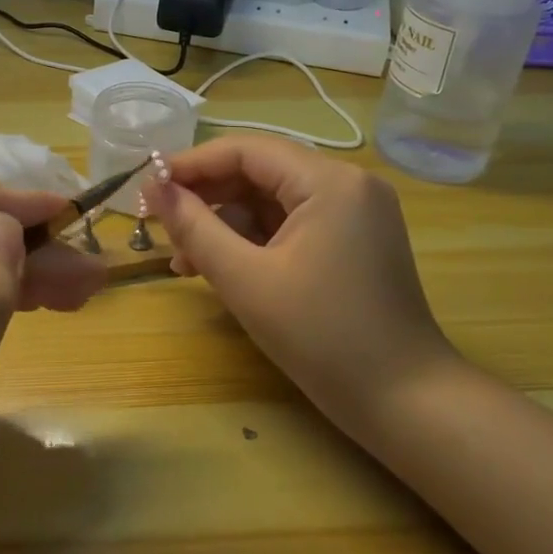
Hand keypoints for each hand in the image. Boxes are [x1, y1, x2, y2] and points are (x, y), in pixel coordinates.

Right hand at [145, 137, 452, 440]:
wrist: (405, 403)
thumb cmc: (322, 338)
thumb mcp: (245, 280)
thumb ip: (194, 227)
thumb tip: (154, 189)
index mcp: (329, 181)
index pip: (245, 150)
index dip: (191, 165)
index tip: (147, 189)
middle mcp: (348, 183)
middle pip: (259, 172)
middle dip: (207, 199)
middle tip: (162, 229)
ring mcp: (355, 212)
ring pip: (272, 200)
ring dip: (226, 225)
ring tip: (185, 262)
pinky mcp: (354, 239)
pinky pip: (292, 224)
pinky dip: (254, 241)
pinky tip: (221, 268)